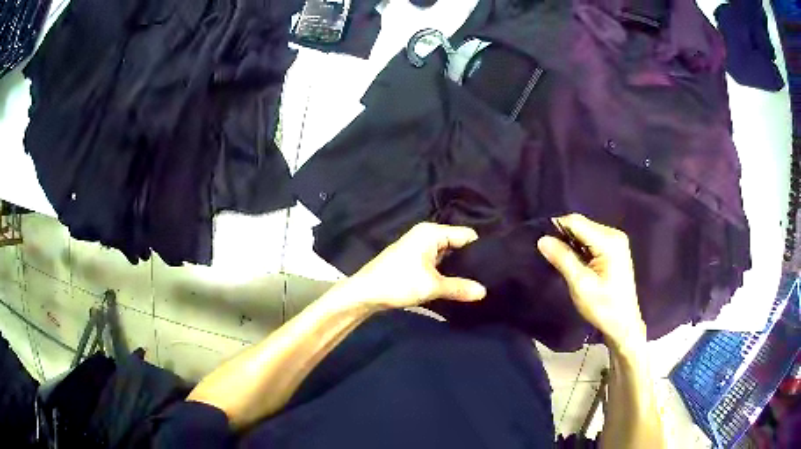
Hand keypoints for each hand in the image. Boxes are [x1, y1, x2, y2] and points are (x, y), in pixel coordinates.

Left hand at [340, 223, 486, 310]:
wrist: (366, 293)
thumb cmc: (399, 282)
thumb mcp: (432, 286)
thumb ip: (459, 287)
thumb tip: (484, 292)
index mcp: (432, 233)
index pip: (466, 235)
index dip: (481, 249)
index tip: (495, 264)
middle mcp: (427, 235)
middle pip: (458, 244)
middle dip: (470, 259)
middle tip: (489, 276)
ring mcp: (420, 247)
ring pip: (448, 255)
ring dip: (458, 267)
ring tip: (477, 281)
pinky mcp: (415, 259)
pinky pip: (439, 261)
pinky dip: (447, 271)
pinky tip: (457, 283)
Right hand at [537, 214, 645, 350]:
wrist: (623, 325)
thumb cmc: (603, 307)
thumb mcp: (580, 284)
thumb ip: (562, 259)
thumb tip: (542, 239)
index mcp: (609, 241)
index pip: (576, 222)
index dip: (556, 228)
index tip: (541, 244)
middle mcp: (613, 234)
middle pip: (580, 225)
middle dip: (563, 237)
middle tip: (550, 256)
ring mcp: (615, 241)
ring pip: (584, 232)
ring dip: (570, 243)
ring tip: (559, 260)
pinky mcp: (614, 249)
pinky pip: (590, 240)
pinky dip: (579, 248)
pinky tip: (573, 262)